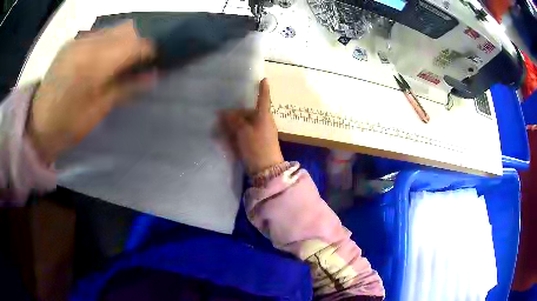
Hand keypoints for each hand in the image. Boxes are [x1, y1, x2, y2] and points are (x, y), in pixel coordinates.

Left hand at [26, 20, 155, 163]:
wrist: (36, 125)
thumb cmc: (67, 125)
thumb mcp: (98, 111)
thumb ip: (126, 88)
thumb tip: (154, 76)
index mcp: (94, 63)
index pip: (135, 43)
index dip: (152, 49)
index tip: (161, 59)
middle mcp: (88, 43)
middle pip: (127, 29)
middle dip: (142, 40)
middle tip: (146, 58)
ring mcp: (78, 39)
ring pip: (114, 28)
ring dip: (127, 39)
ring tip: (128, 57)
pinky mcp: (73, 41)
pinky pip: (100, 33)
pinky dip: (111, 41)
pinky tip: (108, 56)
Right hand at [222, 78, 283, 174]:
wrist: (266, 169)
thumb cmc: (257, 146)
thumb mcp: (243, 131)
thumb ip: (234, 121)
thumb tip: (225, 113)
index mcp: (264, 116)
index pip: (264, 99)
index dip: (263, 89)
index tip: (263, 79)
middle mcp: (264, 122)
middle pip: (250, 112)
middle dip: (238, 112)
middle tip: (222, 114)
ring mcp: (261, 133)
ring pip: (247, 123)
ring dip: (236, 123)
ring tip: (222, 124)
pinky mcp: (257, 142)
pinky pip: (246, 133)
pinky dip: (238, 132)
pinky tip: (228, 134)